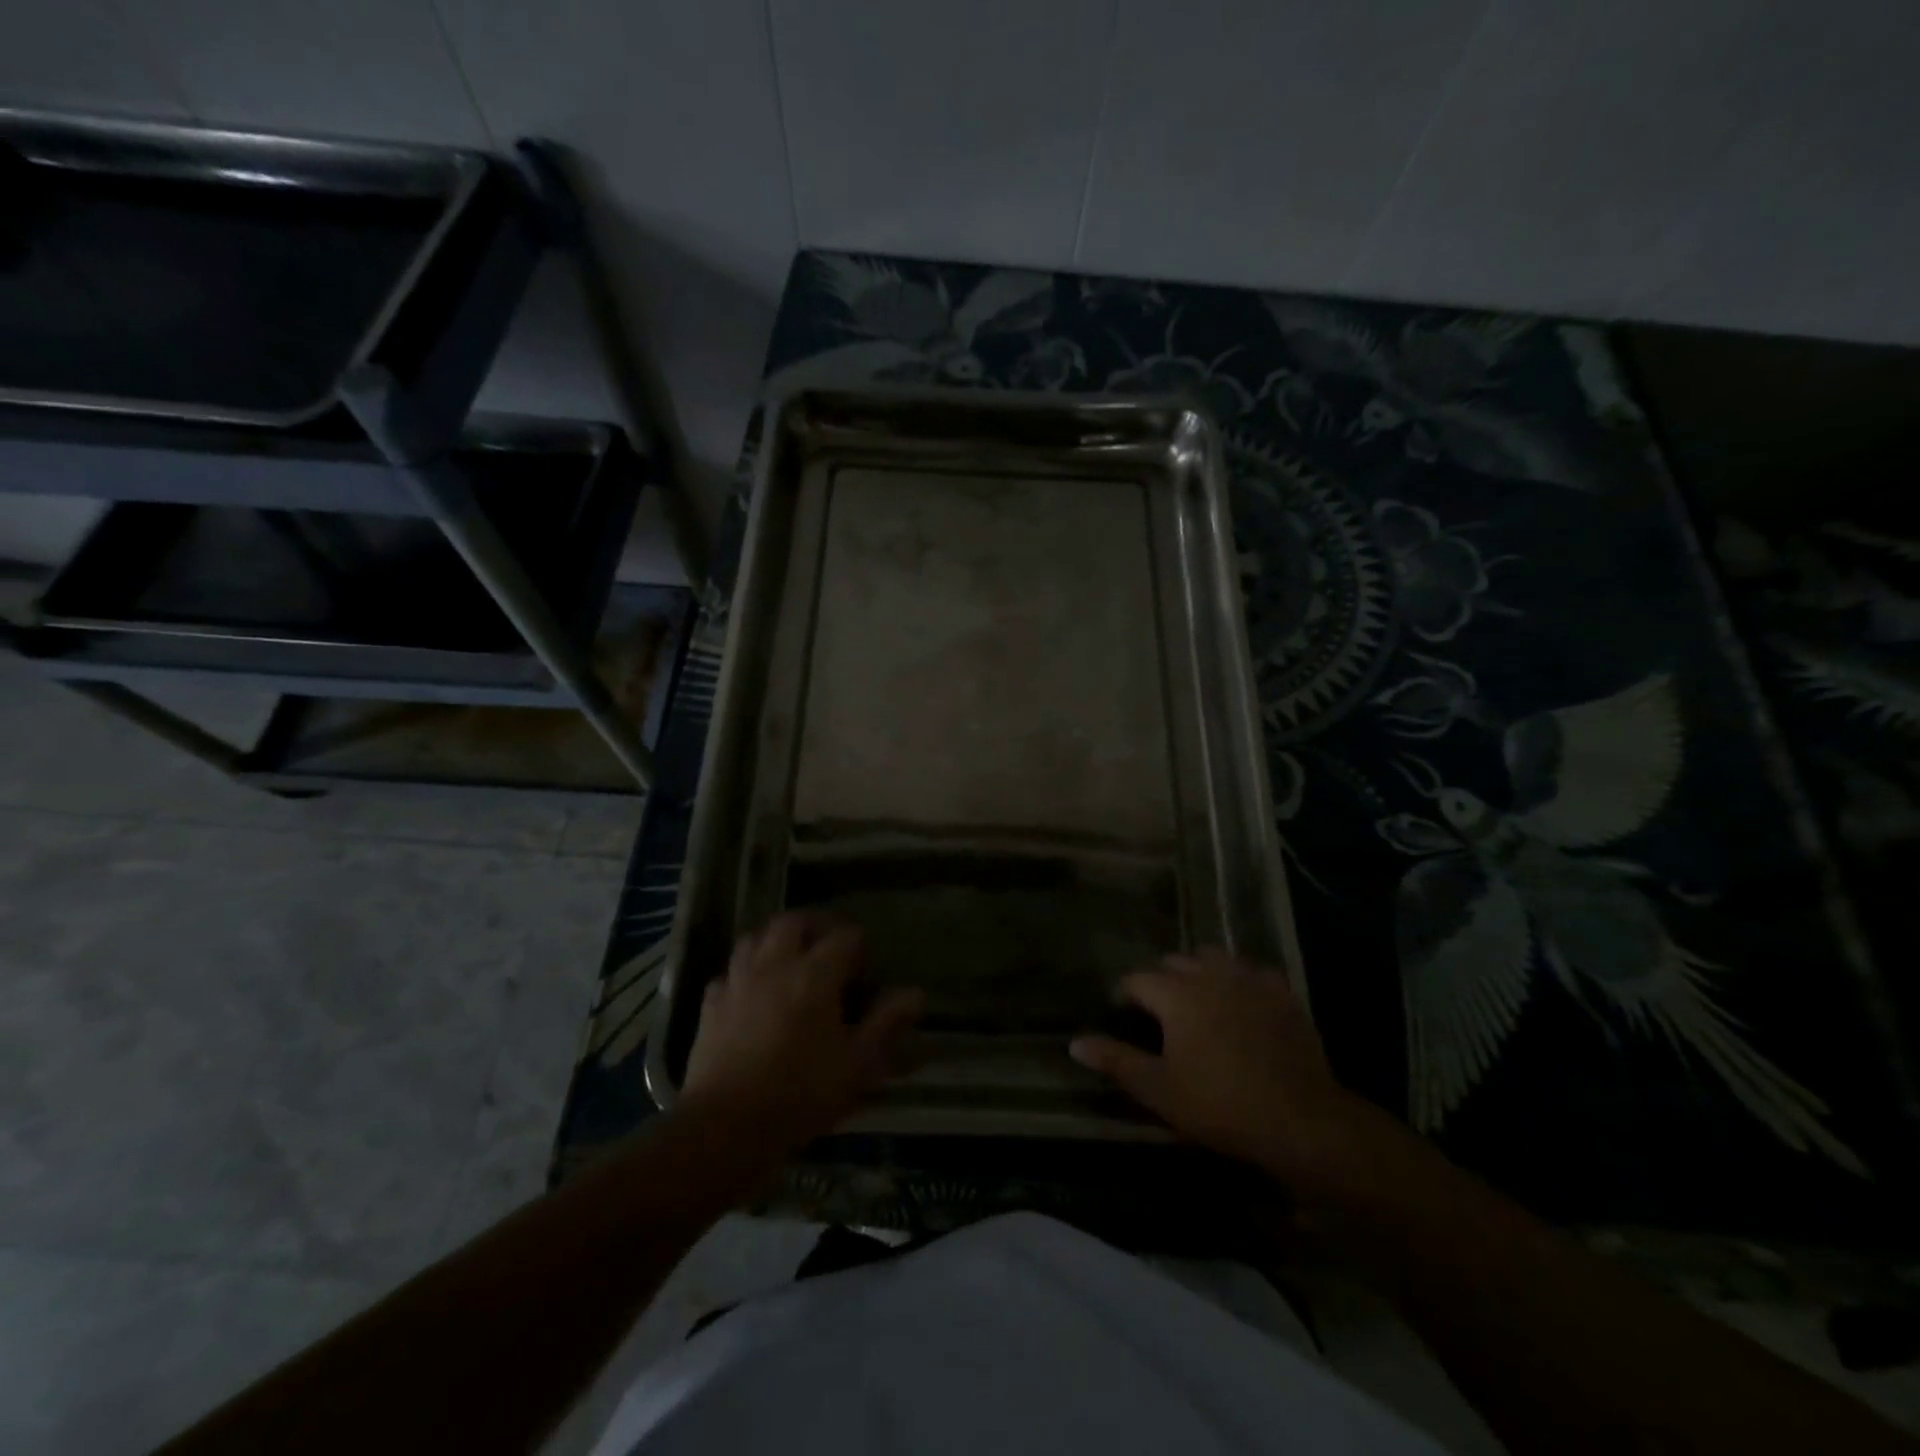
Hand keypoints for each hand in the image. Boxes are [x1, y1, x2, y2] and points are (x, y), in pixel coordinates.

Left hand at [681, 913, 922, 1151]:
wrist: (725, 1127)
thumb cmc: (800, 1094)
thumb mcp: (857, 1065)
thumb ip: (886, 1023)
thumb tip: (914, 993)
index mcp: (815, 974)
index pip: (845, 935)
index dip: (860, 946)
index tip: (866, 971)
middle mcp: (775, 964)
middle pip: (794, 922)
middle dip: (815, 928)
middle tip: (828, 952)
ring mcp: (738, 981)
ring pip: (756, 937)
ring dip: (775, 942)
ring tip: (790, 964)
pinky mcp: (710, 1004)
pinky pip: (730, 972)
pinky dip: (744, 973)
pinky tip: (752, 995)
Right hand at [1069, 950, 1404, 1201]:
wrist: (1300, 1120)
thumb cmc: (1220, 1106)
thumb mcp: (1159, 1090)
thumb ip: (1116, 1060)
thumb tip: (1075, 1042)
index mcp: (1176, 994)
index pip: (1138, 979)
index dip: (1126, 996)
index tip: (1125, 1016)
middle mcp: (1209, 974)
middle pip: (1175, 962)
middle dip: (1163, 981)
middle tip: (1162, 1015)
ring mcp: (1249, 979)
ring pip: (1214, 958)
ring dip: (1201, 972)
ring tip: (1200, 1001)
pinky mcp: (1281, 992)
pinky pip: (1253, 971)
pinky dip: (1241, 980)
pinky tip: (1243, 1002)